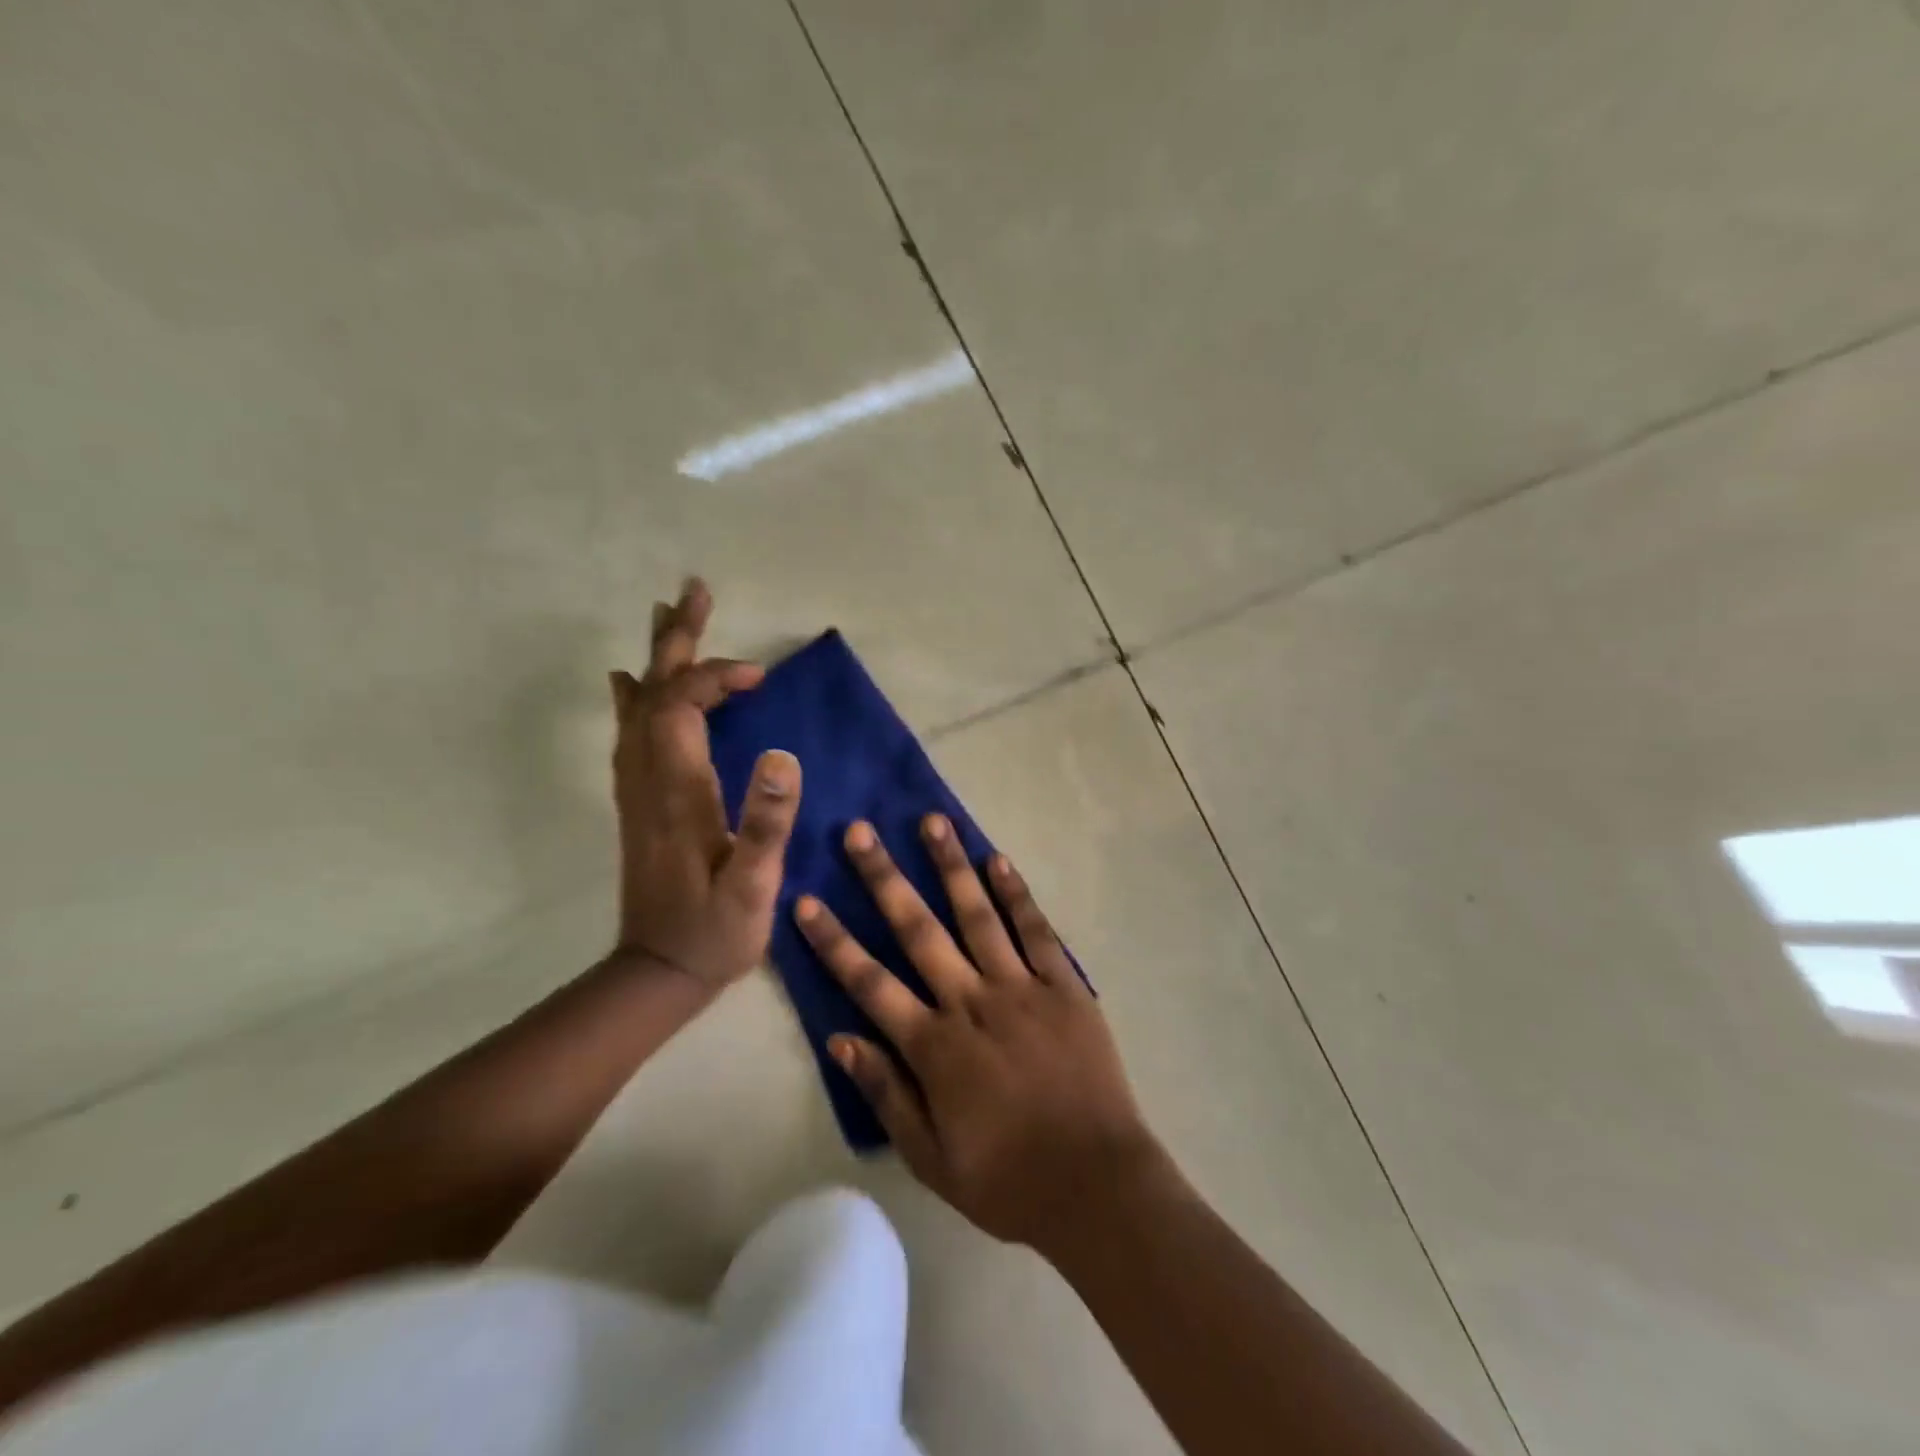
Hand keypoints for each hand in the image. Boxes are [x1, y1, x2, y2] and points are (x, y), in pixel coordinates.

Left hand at [610, 578, 801, 987]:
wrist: (658, 971)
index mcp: (677, 789)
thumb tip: (783, 753)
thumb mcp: (754, 885)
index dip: (718, 676)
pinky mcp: (638, 802)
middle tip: (694, 592)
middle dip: (677, 640)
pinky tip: (630, 684)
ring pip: (639, 706)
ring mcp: (637, 789)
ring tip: (669, 617)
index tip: (759, 676)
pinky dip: (635, 697)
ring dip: (657, 659)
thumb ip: (767, 821)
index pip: (684, 705)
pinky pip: (630, 732)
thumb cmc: (715, 931)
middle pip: (654, 691)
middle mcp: (648, 778)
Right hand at [794, 815, 1168, 1251]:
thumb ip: (885, 1093)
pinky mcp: (1063, 985)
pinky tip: (998, 860)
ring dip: (951, 866)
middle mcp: (971, 1002)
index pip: (870, 983)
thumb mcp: (930, 1158)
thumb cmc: (1007, 1179)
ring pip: (977, 915)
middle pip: (918, 930)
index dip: (834, 942)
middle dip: (884, 878)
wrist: (1096, 1185)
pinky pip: (1035, 931)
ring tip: (931, 821)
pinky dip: (1016, 894)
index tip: (806, 900)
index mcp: (934, 1046)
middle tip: (860, 832)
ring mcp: (1020, 987)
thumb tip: (840, 1039)